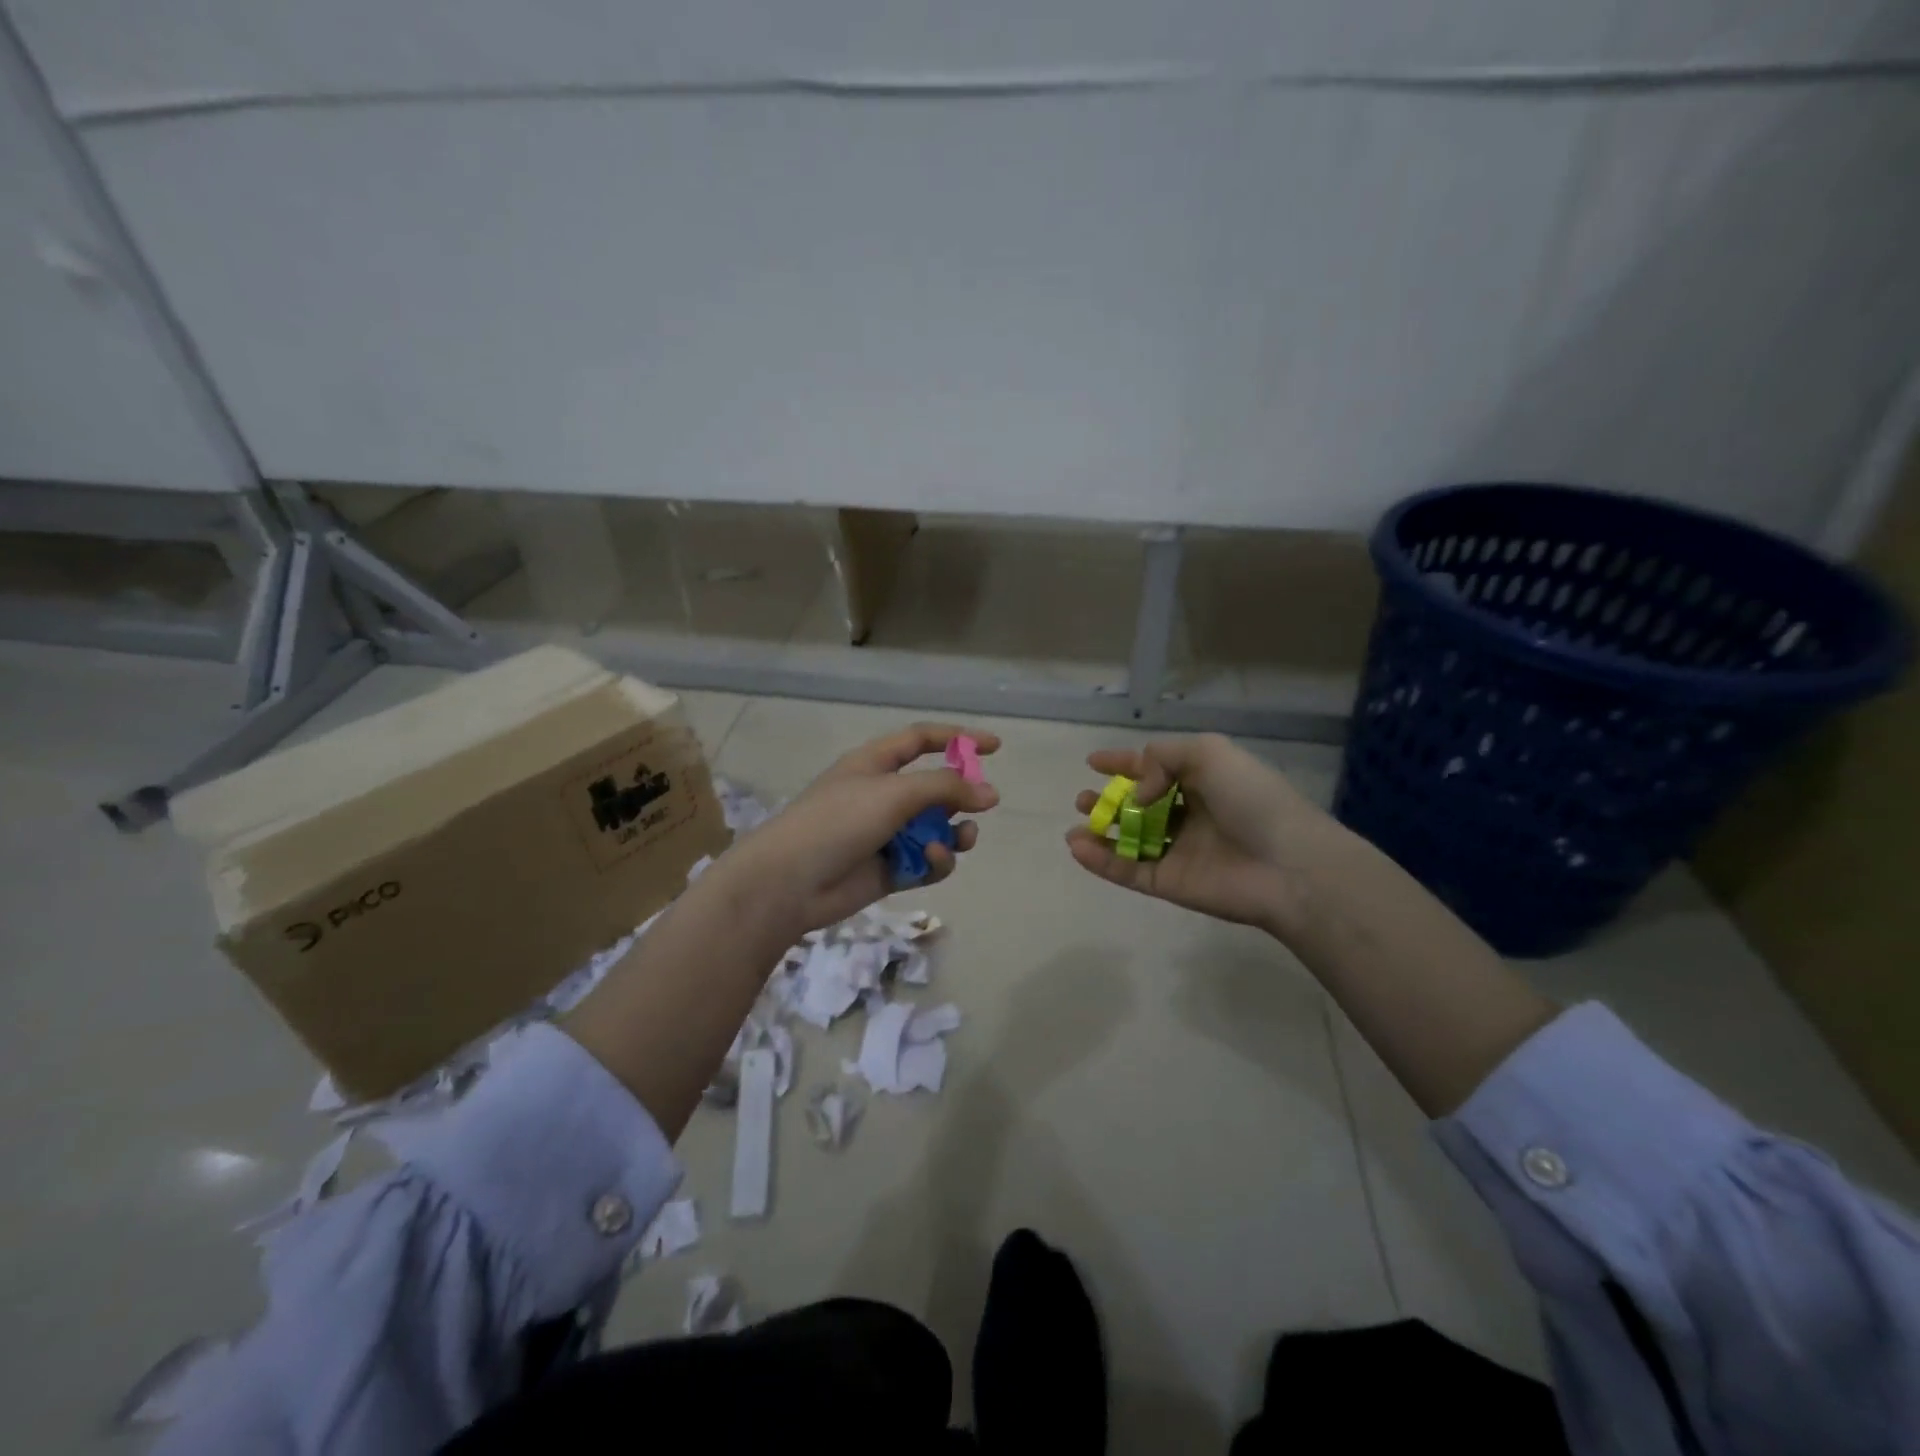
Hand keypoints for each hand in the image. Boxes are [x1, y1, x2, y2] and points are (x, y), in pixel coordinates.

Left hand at [717, 723, 999, 935]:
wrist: (789, 881)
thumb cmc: (838, 821)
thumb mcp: (894, 793)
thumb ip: (946, 788)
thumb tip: (990, 794)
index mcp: (875, 763)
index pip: (921, 740)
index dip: (958, 738)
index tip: (995, 747)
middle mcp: (882, 794)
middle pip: (935, 788)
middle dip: (961, 797)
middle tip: (982, 806)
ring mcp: (886, 833)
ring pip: (936, 828)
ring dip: (954, 833)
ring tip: (961, 839)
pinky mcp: (889, 869)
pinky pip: (926, 860)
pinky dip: (935, 860)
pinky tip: (932, 861)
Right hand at [1066, 734, 1339, 934]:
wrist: (1287, 865)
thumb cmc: (1252, 799)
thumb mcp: (1208, 753)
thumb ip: (1162, 759)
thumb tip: (1137, 794)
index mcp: (1202, 780)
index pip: (1155, 767)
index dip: (1124, 763)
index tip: (1093, 761)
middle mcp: (1189, 815)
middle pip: (1138, 806)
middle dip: (1108, 800)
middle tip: (1083, 799)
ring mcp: (1178, 851)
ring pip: (1129, 841)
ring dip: (1099, 832)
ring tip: (1076, 826)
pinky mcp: (1170, 884)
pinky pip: (1128, 871)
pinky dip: (1101, 862)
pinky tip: (1077, 848)